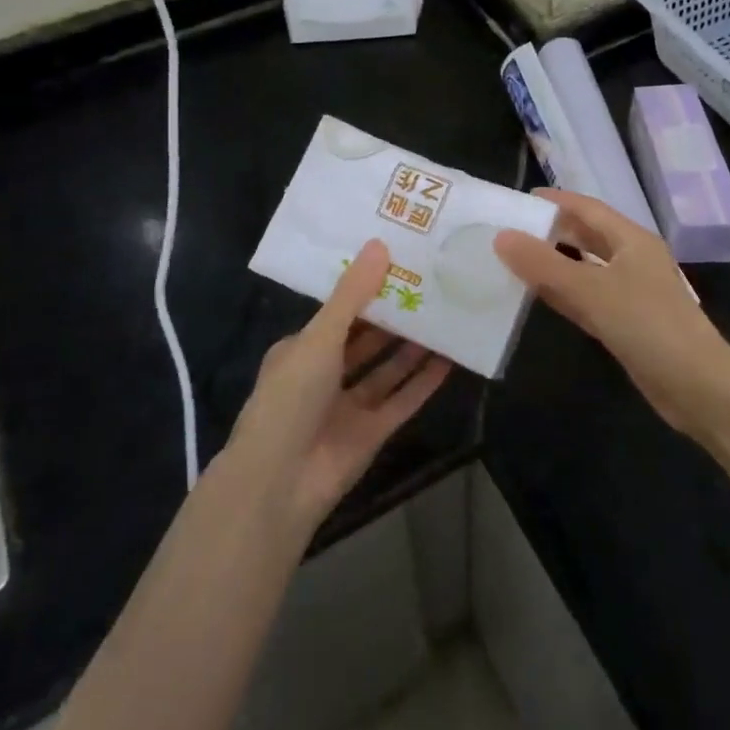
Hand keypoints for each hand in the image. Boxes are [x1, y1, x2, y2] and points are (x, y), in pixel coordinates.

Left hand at [230, 240, 451, 530]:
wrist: (278, 484)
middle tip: (433, 286)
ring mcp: (349, 406)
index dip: (368, 289)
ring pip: (387, 369)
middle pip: (367, 340)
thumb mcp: (319, 337)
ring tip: (447, 316)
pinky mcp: (372, 433)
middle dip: (395, 317)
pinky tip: (451, 360)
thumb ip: (352, 294)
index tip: (400, 264)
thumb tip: (380, 245)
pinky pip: (403, 401)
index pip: (340, 312)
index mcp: (302, 350)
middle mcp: (325, 375)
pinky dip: (424, 382)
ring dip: (413, 347)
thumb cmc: (290, 398)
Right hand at [495, 189, 729, 439]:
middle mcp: (633, 259)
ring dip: (556, 262)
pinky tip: (540, 295)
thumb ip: (544, 265)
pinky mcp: (627, 323)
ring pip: (587, 268)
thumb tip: (502, 236)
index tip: (522, 199)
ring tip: (518, 258)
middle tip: (513, 228)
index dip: (557, 201)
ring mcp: (632, 292)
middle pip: (589, 236)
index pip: (588, 208)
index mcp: (632, 240)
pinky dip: (565, 292)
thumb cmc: (648, 326)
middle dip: (554, 230)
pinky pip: (589, 297)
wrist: (698, 388)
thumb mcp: (591, 291)